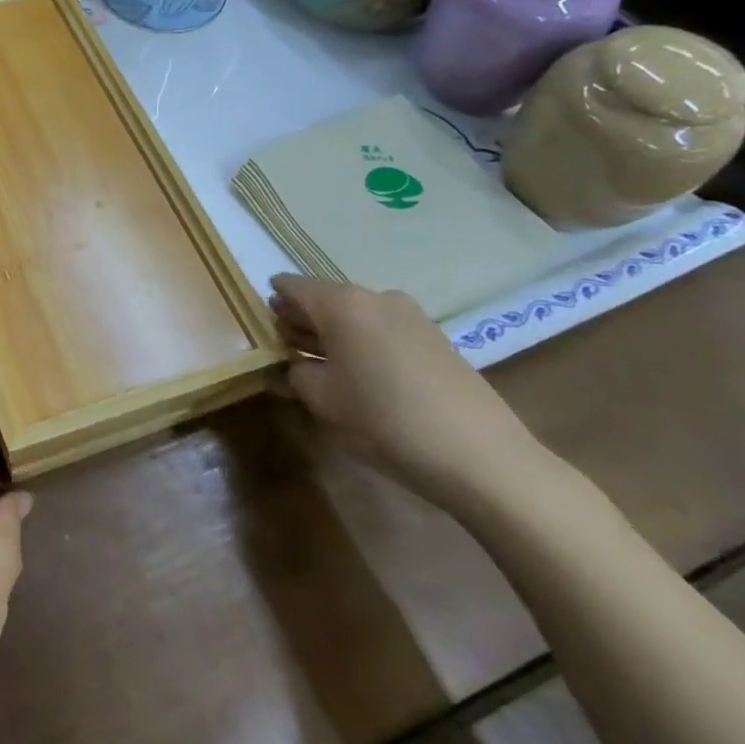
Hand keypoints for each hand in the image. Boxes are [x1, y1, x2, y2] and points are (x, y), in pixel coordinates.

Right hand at [270, 274, 546, 506]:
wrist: (483, 457)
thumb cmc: (385, 420)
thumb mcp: (322, 400)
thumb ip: (295, 373)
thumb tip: (294, 364)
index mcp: (341, 302)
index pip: (289, 286)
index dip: (271, 304)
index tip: (262, 330)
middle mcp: (374, 296)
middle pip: (323, 299)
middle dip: (302, 321)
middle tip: (287, 351)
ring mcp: (410, 315)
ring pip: (355, 315)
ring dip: (334, 334)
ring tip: (325, 369)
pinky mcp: (435, 338)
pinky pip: (383, 330)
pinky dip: (364, 344)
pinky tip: (364, 378)